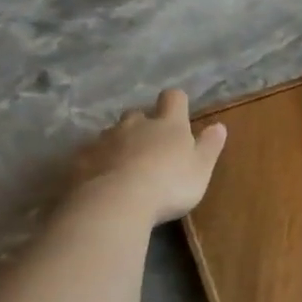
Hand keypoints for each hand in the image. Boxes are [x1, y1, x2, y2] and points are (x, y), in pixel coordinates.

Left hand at [71, 90, 227, 225]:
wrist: (115, 203)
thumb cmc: (169, 185)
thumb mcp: (200, 169)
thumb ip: (210, 146)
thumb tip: (219, 126)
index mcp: (168, 124)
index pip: (173, 98)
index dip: (176, 103)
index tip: (179, 113)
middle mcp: (135, 124)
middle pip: (138, 114)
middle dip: (143, 125)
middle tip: (151, 147)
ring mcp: (104, 140)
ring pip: (112, 134)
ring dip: (120, 144)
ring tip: (125, 167)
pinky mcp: (81, 159)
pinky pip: (90, 155)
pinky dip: (98, 163)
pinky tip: (101, 181)